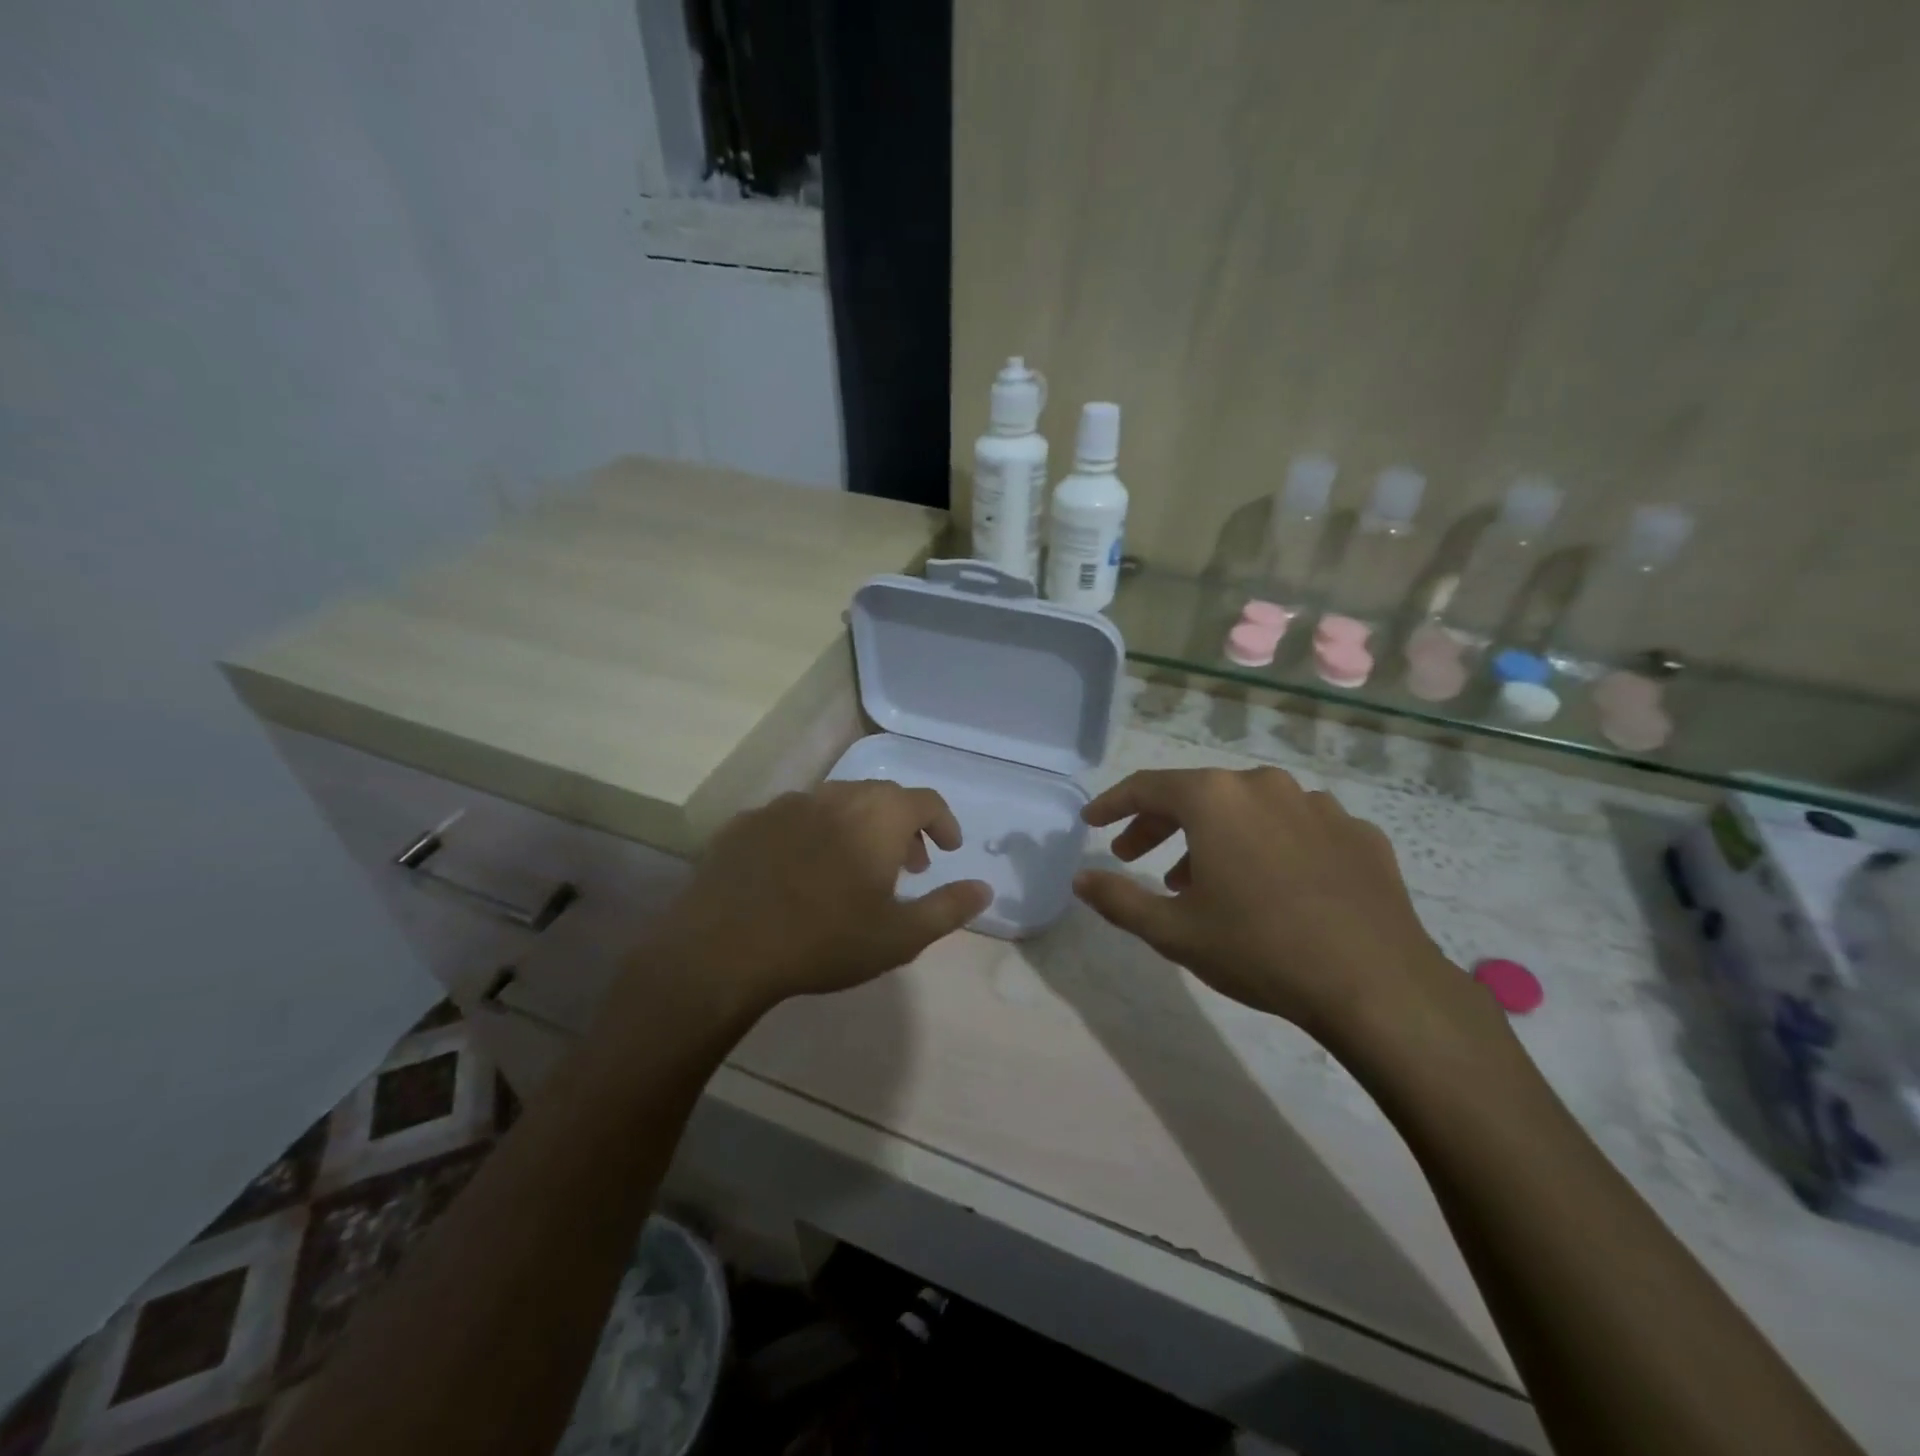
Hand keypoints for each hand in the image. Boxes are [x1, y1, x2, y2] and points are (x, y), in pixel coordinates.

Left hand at [646, 781, 990, 1019]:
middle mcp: (834, 797)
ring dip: (857, 827)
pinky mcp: (747, 823)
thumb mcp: (900, 936)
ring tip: (854, 869)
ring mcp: (785, 805)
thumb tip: (984, 888)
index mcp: (877, 816)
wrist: (723, 949)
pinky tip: (800, 872)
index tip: (947, 848)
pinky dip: (812, 835)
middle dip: (902, 826)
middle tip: (907, 864)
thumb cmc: (824, 941)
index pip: (925, 800)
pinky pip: (793, 819)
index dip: (943, 821)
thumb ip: (948, 908)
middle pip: (881, 797)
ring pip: (835, 804)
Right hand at [1074, 767, 1480, 1051]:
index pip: (1147, 787)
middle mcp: (1265, 785)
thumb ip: (1118, 899)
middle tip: (1135, 857)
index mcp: (1216, 798)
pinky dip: (1270, 846)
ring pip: (1248, 810)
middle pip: (1197, 794)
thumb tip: (1081, 878)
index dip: (1113, 804)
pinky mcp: (1358, 832)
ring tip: (1202, 882)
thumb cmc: (1259, 949)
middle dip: (1159, 824)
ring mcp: (1319, 804)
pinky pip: (1297, 828)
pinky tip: (1272, 886)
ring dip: (1215, 837)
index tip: (1092, 821)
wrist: (1377, 985)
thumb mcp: (1173, 931)